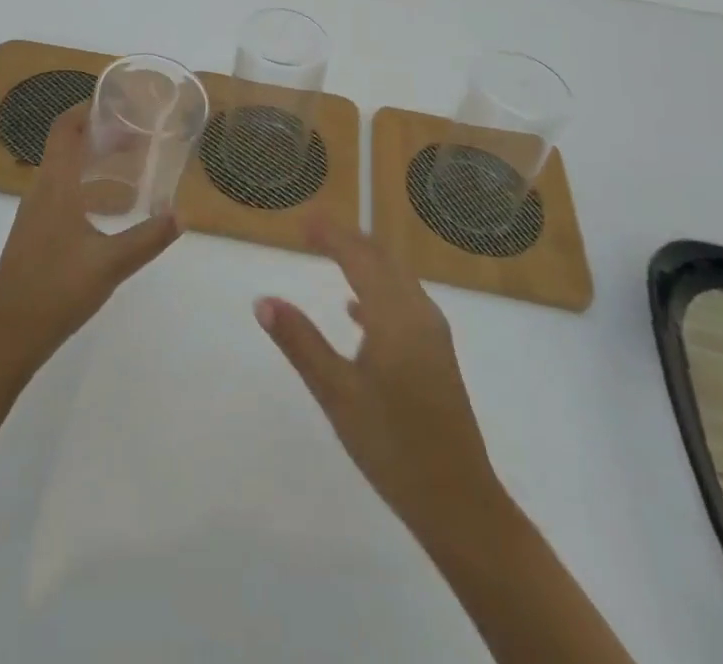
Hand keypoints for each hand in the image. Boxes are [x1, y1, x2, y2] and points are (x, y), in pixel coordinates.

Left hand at [0, 105, 180, 376]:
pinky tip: (105, 206)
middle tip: (135, 135)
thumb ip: (148, 238)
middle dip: (98, 133)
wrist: (6, 337)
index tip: (117, 104)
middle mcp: (40, 191)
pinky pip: (58, 190)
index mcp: (55, 187)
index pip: (64, 130)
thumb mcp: (110, 265)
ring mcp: (32, 213)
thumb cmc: (56, 292)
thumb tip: (182, 216)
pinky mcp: (33, 234)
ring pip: (61, 169)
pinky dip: (82, 181)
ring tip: (126, 164)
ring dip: (90, 158)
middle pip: (65, 145)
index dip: (86, 109)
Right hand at [254, 219, 508, 547]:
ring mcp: (433, 334)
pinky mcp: (437, 354)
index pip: (359, 258)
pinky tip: (356, 310)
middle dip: (348, 240)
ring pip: (396, 279)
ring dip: (364, 261)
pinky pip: (404, 302)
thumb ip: (300, 342)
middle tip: (313, 230)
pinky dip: (378, 290)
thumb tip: (263, 301)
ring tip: (331, 255)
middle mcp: (418, 313)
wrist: (459, 502)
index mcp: (395, 316)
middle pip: (381, 260)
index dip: (331, 235)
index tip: (303, 221)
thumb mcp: (336, 394)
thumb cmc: (392, 445)